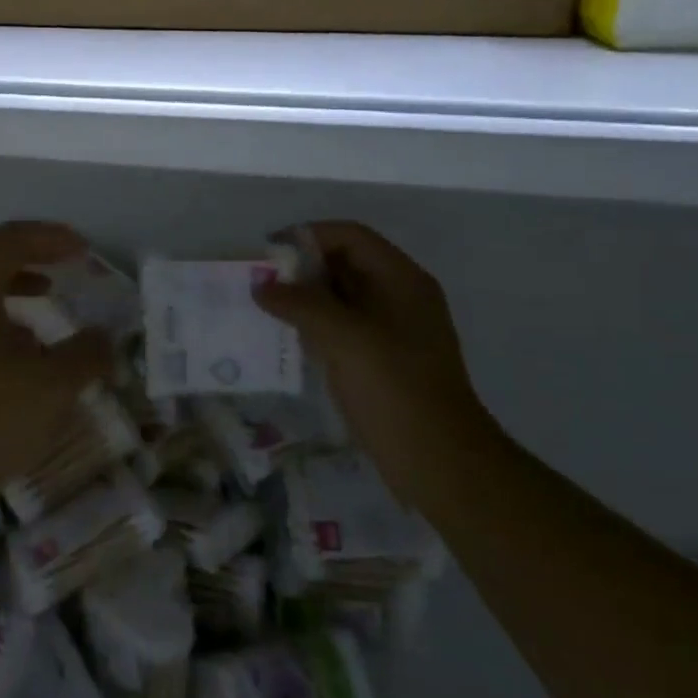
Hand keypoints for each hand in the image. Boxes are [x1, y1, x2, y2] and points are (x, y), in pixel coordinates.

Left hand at [0, 221, 111, 534]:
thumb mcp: (49, 388)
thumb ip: (84, 356)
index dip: (48, 237)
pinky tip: (17, 359)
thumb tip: (105, 338)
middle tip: (62, 267)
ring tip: (45, 309)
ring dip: (10, 292)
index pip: (8, 240)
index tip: (83, 249)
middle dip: (27, 257)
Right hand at [255, 222, 490, 492]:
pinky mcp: (378, 360)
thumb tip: (262, 286)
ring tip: (262, 307)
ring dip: (302, 298)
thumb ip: (302, 305)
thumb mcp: (346, 339)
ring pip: (339, 299)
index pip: (351, 237)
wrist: (439, 462)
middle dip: (301, 268)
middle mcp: (397, 297)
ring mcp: (389, 331)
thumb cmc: (396, 390)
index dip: (309, 236)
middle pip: (344, 264)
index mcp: (401, 280)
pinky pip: (339, 329)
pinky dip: (311, 326)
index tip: (268, 252)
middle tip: (258, 281)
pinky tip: (283, 338)